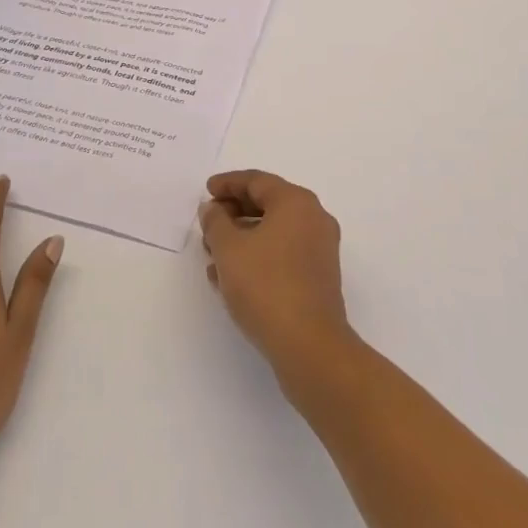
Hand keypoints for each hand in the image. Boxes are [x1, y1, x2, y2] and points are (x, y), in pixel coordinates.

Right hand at [198, 169, 350, 372]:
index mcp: (296, 202)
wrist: (310, 347)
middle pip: (268, 204)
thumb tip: (213, 209)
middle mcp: (314, 218)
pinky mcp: (319, 278)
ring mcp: (320, 249)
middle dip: (234, 212)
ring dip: (243, 238)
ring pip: (274, 232)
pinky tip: (232, 278)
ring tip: (213, 255)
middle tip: (208, 223)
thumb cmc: (266, 286)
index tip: (207, 190)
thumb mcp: (229, 249)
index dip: (228, 183)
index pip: (257, 181)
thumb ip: (215, 222)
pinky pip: (283, 254)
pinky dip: (258, 257)